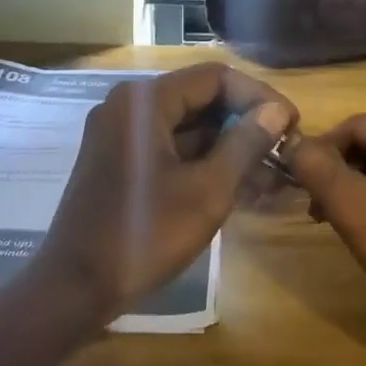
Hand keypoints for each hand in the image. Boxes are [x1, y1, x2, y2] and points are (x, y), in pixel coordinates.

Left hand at [41, 63, 294, 315]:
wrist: (75, 287)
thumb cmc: (144, 234)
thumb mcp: (207, 191)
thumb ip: (245, 144)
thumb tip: (277, 110)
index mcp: (145, 102)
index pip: (216, 78)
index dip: (259, 97)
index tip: (291, 126)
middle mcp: (129, 106)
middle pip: (200, 99)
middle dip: (245, 124)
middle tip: (282, 152)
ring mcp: (119, 133)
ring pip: (187, 126)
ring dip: (227, 146)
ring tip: (270, 175)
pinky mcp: (118, 160)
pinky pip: (169, 147)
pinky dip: (202, 161)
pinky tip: (237, 185)